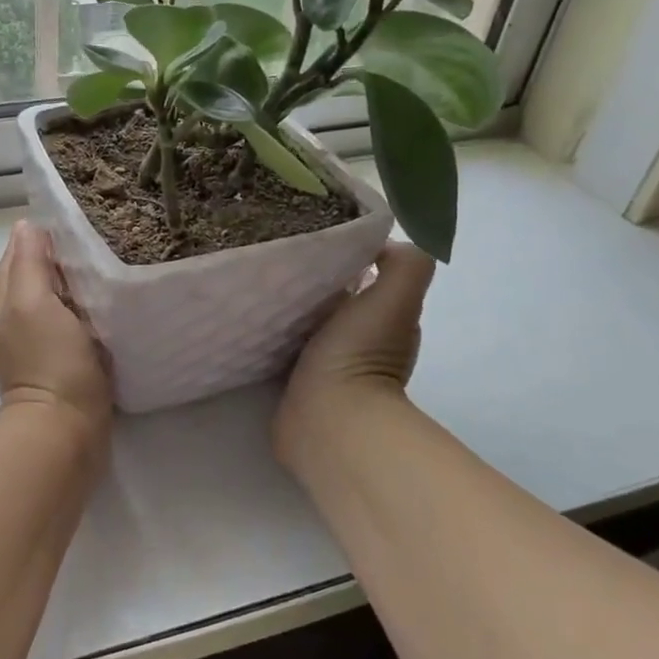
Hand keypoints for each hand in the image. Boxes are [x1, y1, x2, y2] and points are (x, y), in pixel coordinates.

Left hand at [0, 219, 112, 454]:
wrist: (65, 432)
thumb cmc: (50, 361)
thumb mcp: (32, 302)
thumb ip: (27, 263)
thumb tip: (26, 225)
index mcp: (6, 300)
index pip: (19, 254)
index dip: (42, 235)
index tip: (77, 219)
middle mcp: (17, 318)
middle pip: (37, 275)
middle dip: (61, 256)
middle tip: (100, 238)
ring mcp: (40, 343)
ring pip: (58, 299)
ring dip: (77, 283)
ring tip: (110, 263)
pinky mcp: (65, 363)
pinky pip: (75, 323)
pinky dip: (88, 309)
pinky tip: (110, 303)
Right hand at [276, 243, 434, 467]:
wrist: (328, 421)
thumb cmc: (359, 355)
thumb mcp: (396, 299)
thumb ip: (405, 265)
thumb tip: (380, 244)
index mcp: (384, 319)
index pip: (366, 277)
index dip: (348, 257)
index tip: (316, 237)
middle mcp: (358, 341)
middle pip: (333, 298)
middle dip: (313, 278)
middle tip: (280, 255)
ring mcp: (325, 365)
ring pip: (305, 320)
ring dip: (289, 304)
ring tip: (260, 280)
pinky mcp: (293, 382)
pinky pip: (281, 345)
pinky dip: (272, 330)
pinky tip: (252, 315)